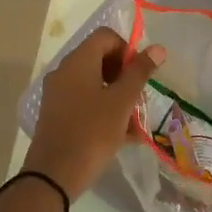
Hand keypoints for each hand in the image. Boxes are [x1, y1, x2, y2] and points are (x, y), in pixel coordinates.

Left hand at [23, 28, 166, 198]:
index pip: (106, 37)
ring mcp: (58, 94)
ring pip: (94, 83)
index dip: (128, 50)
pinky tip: (122, 135)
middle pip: (100, 59)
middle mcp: (64, 72)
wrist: (53, 175)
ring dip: (117, 96)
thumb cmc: (92, 133)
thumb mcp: (121, 102)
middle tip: (139, 99)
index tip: (140, 74)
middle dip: (124, 76)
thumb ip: (139, 72)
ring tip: (134, 122)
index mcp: (78, 61)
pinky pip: (85, 102)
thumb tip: (158, 48)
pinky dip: (103, 110)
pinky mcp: (57, 114)